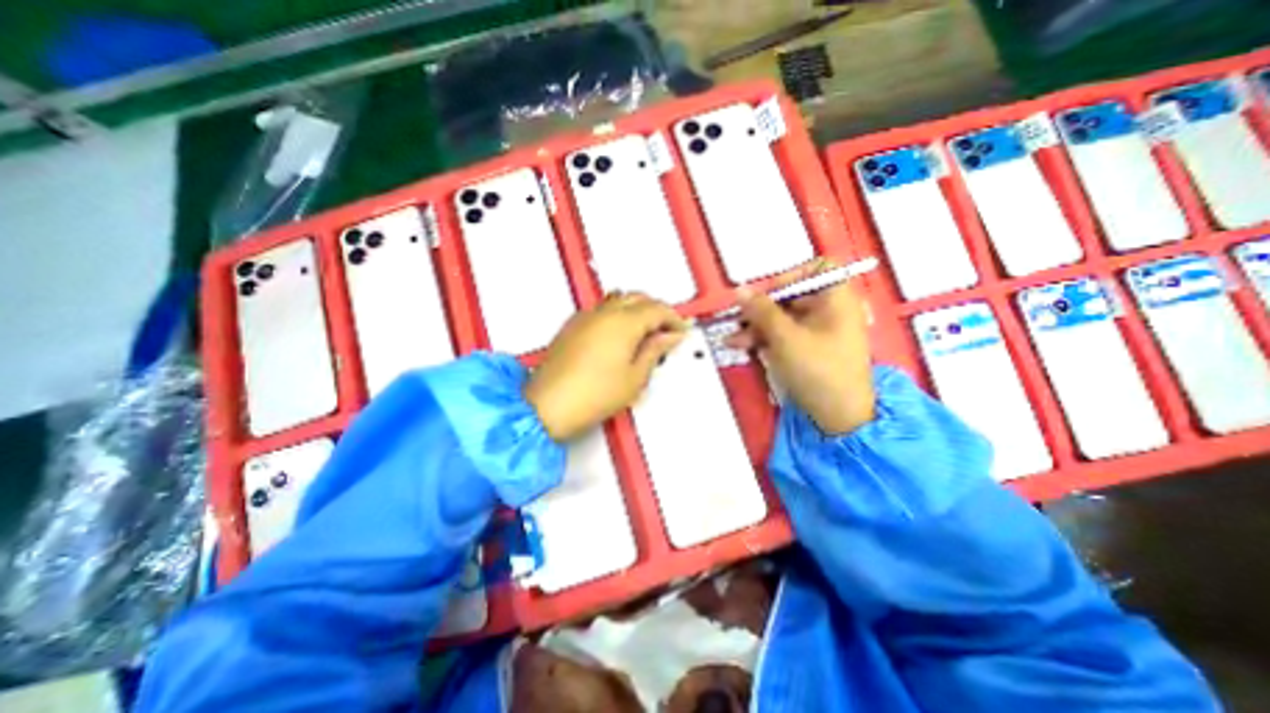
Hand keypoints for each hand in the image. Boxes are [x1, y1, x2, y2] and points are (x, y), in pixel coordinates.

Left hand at [524, 289, 691, 439]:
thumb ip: (654, 351)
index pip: (657, 309)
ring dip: (636, 308)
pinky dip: (617, 313)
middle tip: (666, 329)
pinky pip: (601, 309)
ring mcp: (586, 316)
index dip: (673, 318)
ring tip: (644, 331)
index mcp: (624, 322)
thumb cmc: (594, 395)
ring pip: (618, 299)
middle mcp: (604, 312)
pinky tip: (619, 334)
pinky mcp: (572, 325)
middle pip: (638, 297)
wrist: (549, 405)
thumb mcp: (635, 377)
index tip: (681, 330)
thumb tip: (669, 336)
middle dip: (656, 309)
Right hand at [725, 261, 873, 434]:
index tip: (765, 293)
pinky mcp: (809, 350)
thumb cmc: (818, 370)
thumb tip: (739, 290)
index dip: (789, 276)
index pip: (816, 269)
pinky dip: (765, 339)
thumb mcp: (785, 337)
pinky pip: (784, 335)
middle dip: (761, 308)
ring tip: (733, 339)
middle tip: (738, 318)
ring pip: (783, 318)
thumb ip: (761, 311)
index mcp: (836, 299)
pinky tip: (742, 346)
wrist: (838, 417)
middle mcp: (830, 311)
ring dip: (757, 326)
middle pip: (792, 296)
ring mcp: (819, 332)